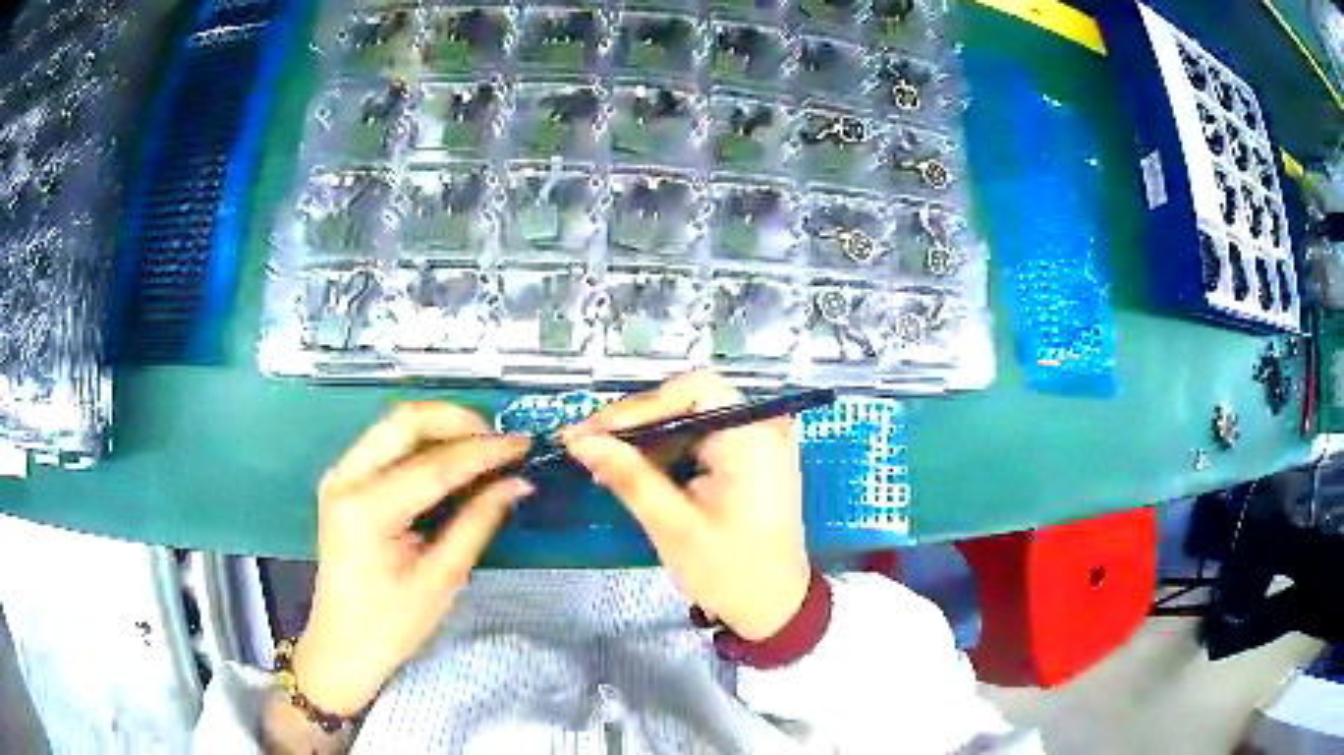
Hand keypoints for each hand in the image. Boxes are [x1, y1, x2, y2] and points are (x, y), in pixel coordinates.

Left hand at [293, 403, 531, 715]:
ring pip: (394, 425)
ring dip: (440, 427)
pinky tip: (451, 458)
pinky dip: (423, 443)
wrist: (343, 643)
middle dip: (457, 420)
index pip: (434, 465)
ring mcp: (340, 476)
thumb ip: (478, 523)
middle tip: (498, 439)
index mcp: (367, 510)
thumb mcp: (441, 579)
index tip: (523, 443)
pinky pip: (386, 444)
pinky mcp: (344, 481)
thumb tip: (516, 483)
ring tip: (482, 446)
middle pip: (404, 422)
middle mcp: (346, 479)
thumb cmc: (391, 624)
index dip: (483, 452)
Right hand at [562, 372, 808, 640]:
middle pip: (688, 402)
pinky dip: (665, 454)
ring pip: (689, 421)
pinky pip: (700, 440)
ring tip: (600, 461)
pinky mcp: (750, 458)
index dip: (637, 407)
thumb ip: (628, 476)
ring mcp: (758, 441)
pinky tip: (632, 471)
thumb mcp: (673, 525)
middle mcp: (762, 427)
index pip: (691, 391)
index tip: (592, 432)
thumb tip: (579, 440)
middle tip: (586, 445)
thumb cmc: (730, 572)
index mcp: (754, 437)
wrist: (773, 607)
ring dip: (645, 441)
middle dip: (635, 425)